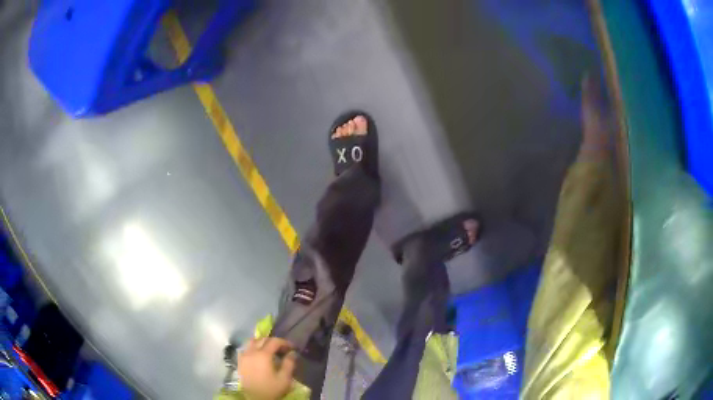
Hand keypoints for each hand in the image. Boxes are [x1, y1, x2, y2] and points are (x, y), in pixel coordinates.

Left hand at [238, 338, 296, 399]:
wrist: (255, 398)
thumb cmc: (271, 389)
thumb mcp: (284, 378)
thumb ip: (289, 363)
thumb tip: (292, 353)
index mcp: (263, 355)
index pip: (274, 341)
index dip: (285, 342)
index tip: (293, 348)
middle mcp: (251, 352)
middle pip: (262, 339)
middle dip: (274, 342)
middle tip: (283, 349)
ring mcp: (244, 356)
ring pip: (252, 341)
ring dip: (262, 342)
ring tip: (270, 350)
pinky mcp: (240, 361)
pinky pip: (246, 348)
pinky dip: (253, 348)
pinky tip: (258, 355)